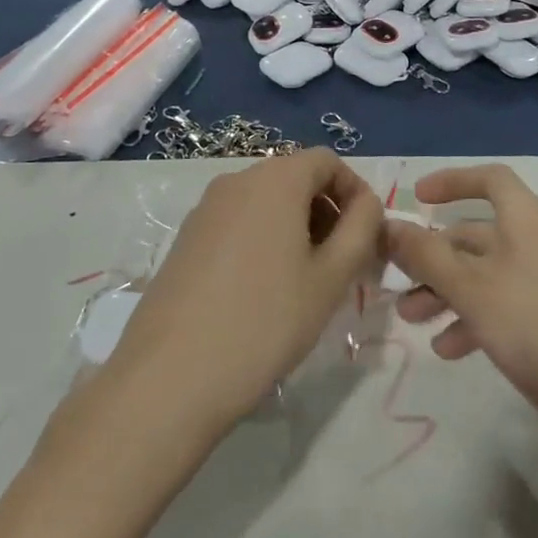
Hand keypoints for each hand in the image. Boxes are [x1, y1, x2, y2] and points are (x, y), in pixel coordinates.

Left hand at [106, 149, 381, 430]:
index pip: (326, 161)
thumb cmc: (265, 322)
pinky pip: (238, 222)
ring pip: (266, 202)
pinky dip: (263, 239)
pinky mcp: (186, 238)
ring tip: (307, 282)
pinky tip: (264, 292)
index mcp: (275, 179)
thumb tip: (368, 204)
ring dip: (297, 228)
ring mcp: (205, 208)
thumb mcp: (331, 278)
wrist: (170, 376)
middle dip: (327, 212)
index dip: (355, 191)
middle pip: (295, 178)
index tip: (367, 236)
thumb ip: (361, 229)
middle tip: (344, 265)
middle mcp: (237, 180)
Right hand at [384, 164, 537, 420]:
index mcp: (526, 218)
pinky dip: (472, 319)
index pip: (490, 179)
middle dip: (434, 255)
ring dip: (445, 292)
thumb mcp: (470, 287)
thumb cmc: (536, 324)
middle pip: (477, 234)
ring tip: (411, 320)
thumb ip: (425, 255)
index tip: (417, 197)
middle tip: (398, 279)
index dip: (452, 181)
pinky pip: (502, 306)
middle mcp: (537, 242)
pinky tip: (448, 350)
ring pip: (484, 274)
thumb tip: (389, 225)